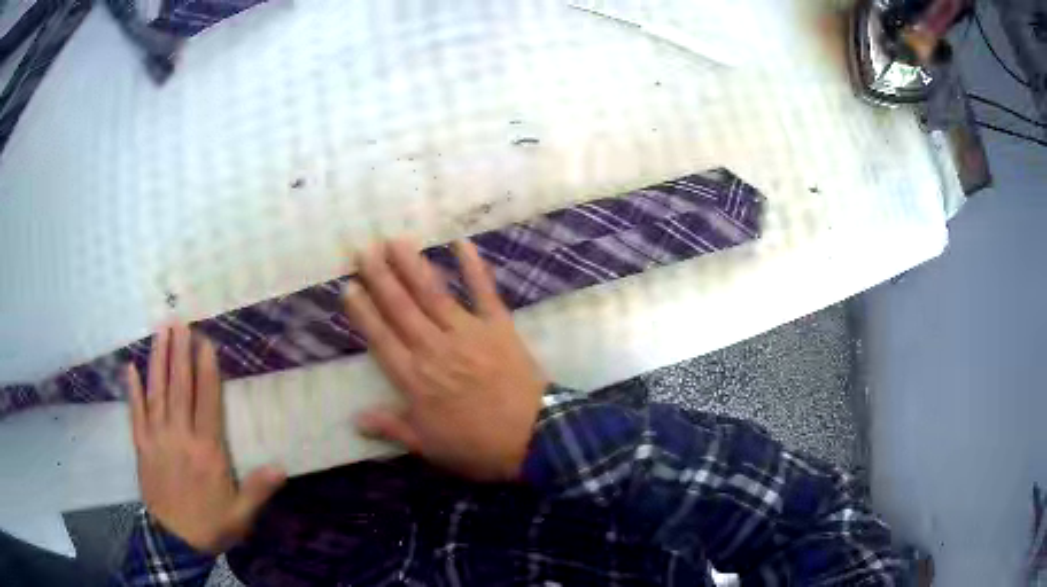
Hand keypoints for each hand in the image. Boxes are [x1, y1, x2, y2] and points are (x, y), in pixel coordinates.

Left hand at [127, 324, 285, 553]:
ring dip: (157, 360)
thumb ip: (258, 489)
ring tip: (159, 332)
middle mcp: (180, 436)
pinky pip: (135, 413)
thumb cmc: (211, 525)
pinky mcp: (141, 446)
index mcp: (207, 451)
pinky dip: (132, 390)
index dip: (206, 370)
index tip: (204, 342)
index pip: (206, 401)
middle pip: (179, 388)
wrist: (175, 542)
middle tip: (178, 321)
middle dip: (179, 353)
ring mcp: (157, 439)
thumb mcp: (241, 514)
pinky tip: (130, 367)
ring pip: (156, 393)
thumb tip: (282, 466)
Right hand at [344, 239, 547, 480]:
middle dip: (380, 278)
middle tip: (364, 251)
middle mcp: (434, 348)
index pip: (381, 339)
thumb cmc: (477, 447)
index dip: (363, 313)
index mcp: (415, 379)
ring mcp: (467, 333)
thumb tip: (355, 418)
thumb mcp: (429, 447)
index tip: (349, 287)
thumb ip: (392, 427)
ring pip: (433, 294)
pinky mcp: (498, 326)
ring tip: (395, 242)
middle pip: (401, 308)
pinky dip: (473, 267)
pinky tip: (461, 243)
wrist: (534, 438)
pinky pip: (484, 292)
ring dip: (413, 266)